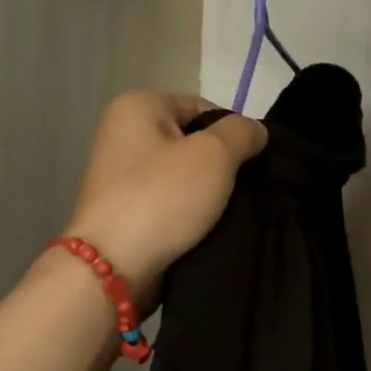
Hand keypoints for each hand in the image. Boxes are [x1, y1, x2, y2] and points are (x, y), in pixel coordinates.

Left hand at [63, 91, 265, 305]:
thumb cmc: (163, 198)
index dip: (232, 132)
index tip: (249, 163)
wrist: (114, 265)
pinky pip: (169, 200)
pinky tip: (206, 227)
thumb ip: (242, 133)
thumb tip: (255, 131)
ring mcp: (121, 173)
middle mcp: (123, 132)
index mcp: (137, 105)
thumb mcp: (215, 155)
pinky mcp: (125, 208)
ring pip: (183, 174)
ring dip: (208, 191)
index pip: (202, 107)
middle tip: (244, 188)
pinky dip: (188, 211)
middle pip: (192, 140)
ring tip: (229, 210)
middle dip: (221, 164)